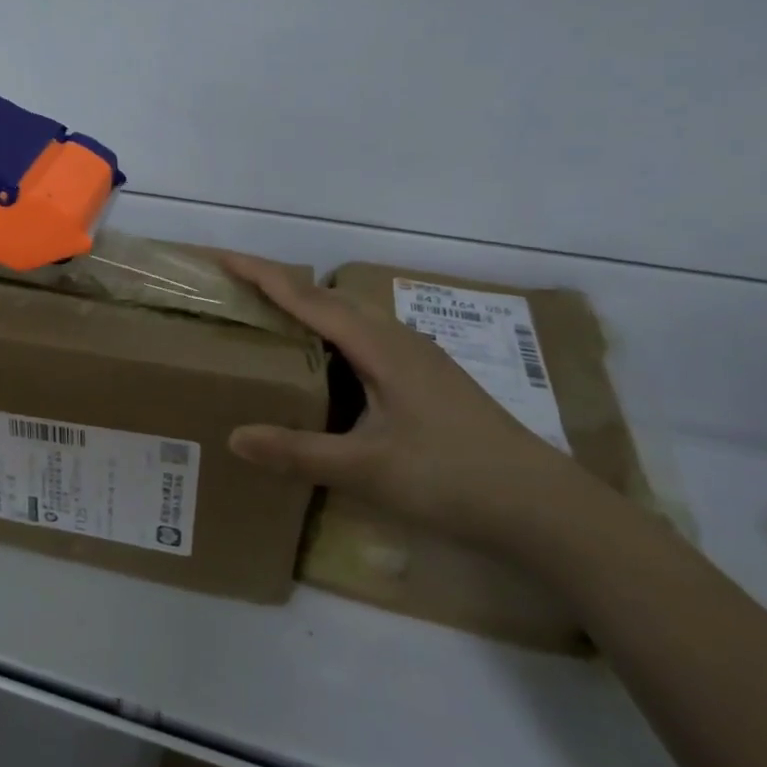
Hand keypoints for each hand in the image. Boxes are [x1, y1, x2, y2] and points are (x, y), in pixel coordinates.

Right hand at [220, 253, 606, 558]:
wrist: (545, 509)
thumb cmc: (453, 479)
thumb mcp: (368, 470)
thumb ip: (298, 452)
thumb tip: (233, 436)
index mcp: (380, 347)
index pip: (308, 299)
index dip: (262, 275)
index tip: (220, 257)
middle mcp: (399, 340)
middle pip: (329, 299)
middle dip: (280, 286)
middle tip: (236, 290)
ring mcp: (419, 358)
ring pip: (352, 318)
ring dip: (309, 310)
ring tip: (271, 320)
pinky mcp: (429, 380)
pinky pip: (367, 340)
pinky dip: (332, 337)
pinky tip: (326, 366)